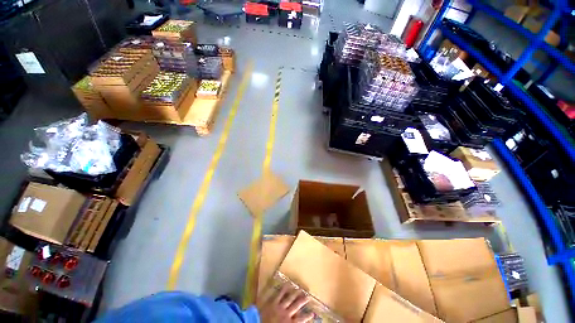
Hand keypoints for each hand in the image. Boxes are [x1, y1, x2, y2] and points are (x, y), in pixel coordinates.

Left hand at [257, 284, 313, 322]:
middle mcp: (286, 314)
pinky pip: (279, 294)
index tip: (312, 313)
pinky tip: (287, 283)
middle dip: (303, 301)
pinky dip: (284, 288)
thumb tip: (295, 321)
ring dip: (295, 293)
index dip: (307, 316)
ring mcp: (279, 306)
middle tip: (308, 296)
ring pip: (290, 298)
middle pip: (297, 306)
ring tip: (300, 288)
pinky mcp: (272, 302)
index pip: (301, 320)